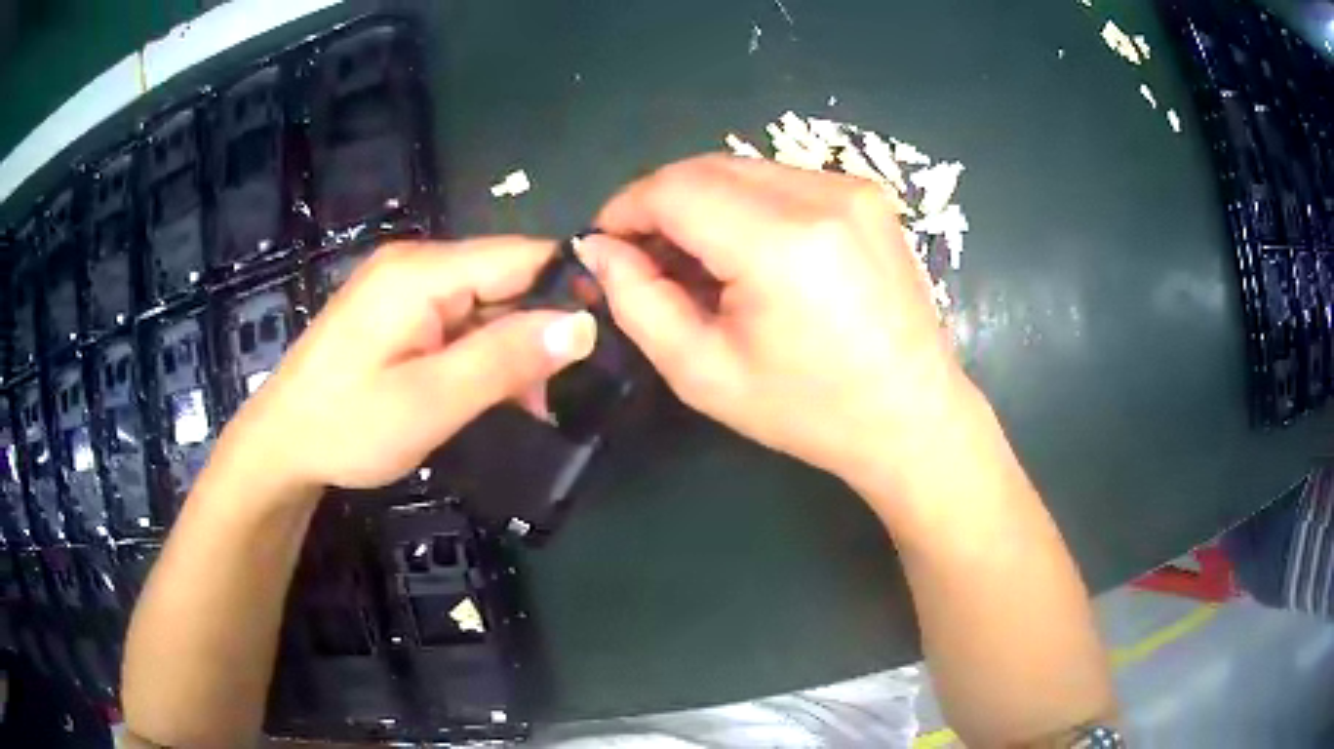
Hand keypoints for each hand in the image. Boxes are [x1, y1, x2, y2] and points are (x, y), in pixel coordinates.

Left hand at [221, 238, 596, 494]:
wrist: (280, 444)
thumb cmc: (347, 426)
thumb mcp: (431, 402)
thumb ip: (505, 359)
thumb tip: (584, 324)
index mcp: (422, 272)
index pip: (521, 256)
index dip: (567, 289)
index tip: (598, 342)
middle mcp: (414, 263)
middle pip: (503, 278)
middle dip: (535, 331)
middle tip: (549, 396)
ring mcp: (401, 284)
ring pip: (482, 302)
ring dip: (507, 349)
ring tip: (521, 406)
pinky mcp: (394, 309)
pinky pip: (455, 318)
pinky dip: (477, 353)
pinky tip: (482, 392)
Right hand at [580, 155, 971, 490]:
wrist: (912, 415)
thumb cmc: (808, 411)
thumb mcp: (704, 372)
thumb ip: (638, 301)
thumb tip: (598, 249)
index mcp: (780, 243)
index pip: (674, 189)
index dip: (625, 208)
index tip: (603, 242)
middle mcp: (821, 195)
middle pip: (706, 168)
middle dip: (660, 203)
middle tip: (644, 255)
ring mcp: (852, 188)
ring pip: (742, 169)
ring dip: (703, 202)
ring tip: (697, 260)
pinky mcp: (868, 194)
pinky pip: (781, 180)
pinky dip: (747, 204)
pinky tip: (749, 253)